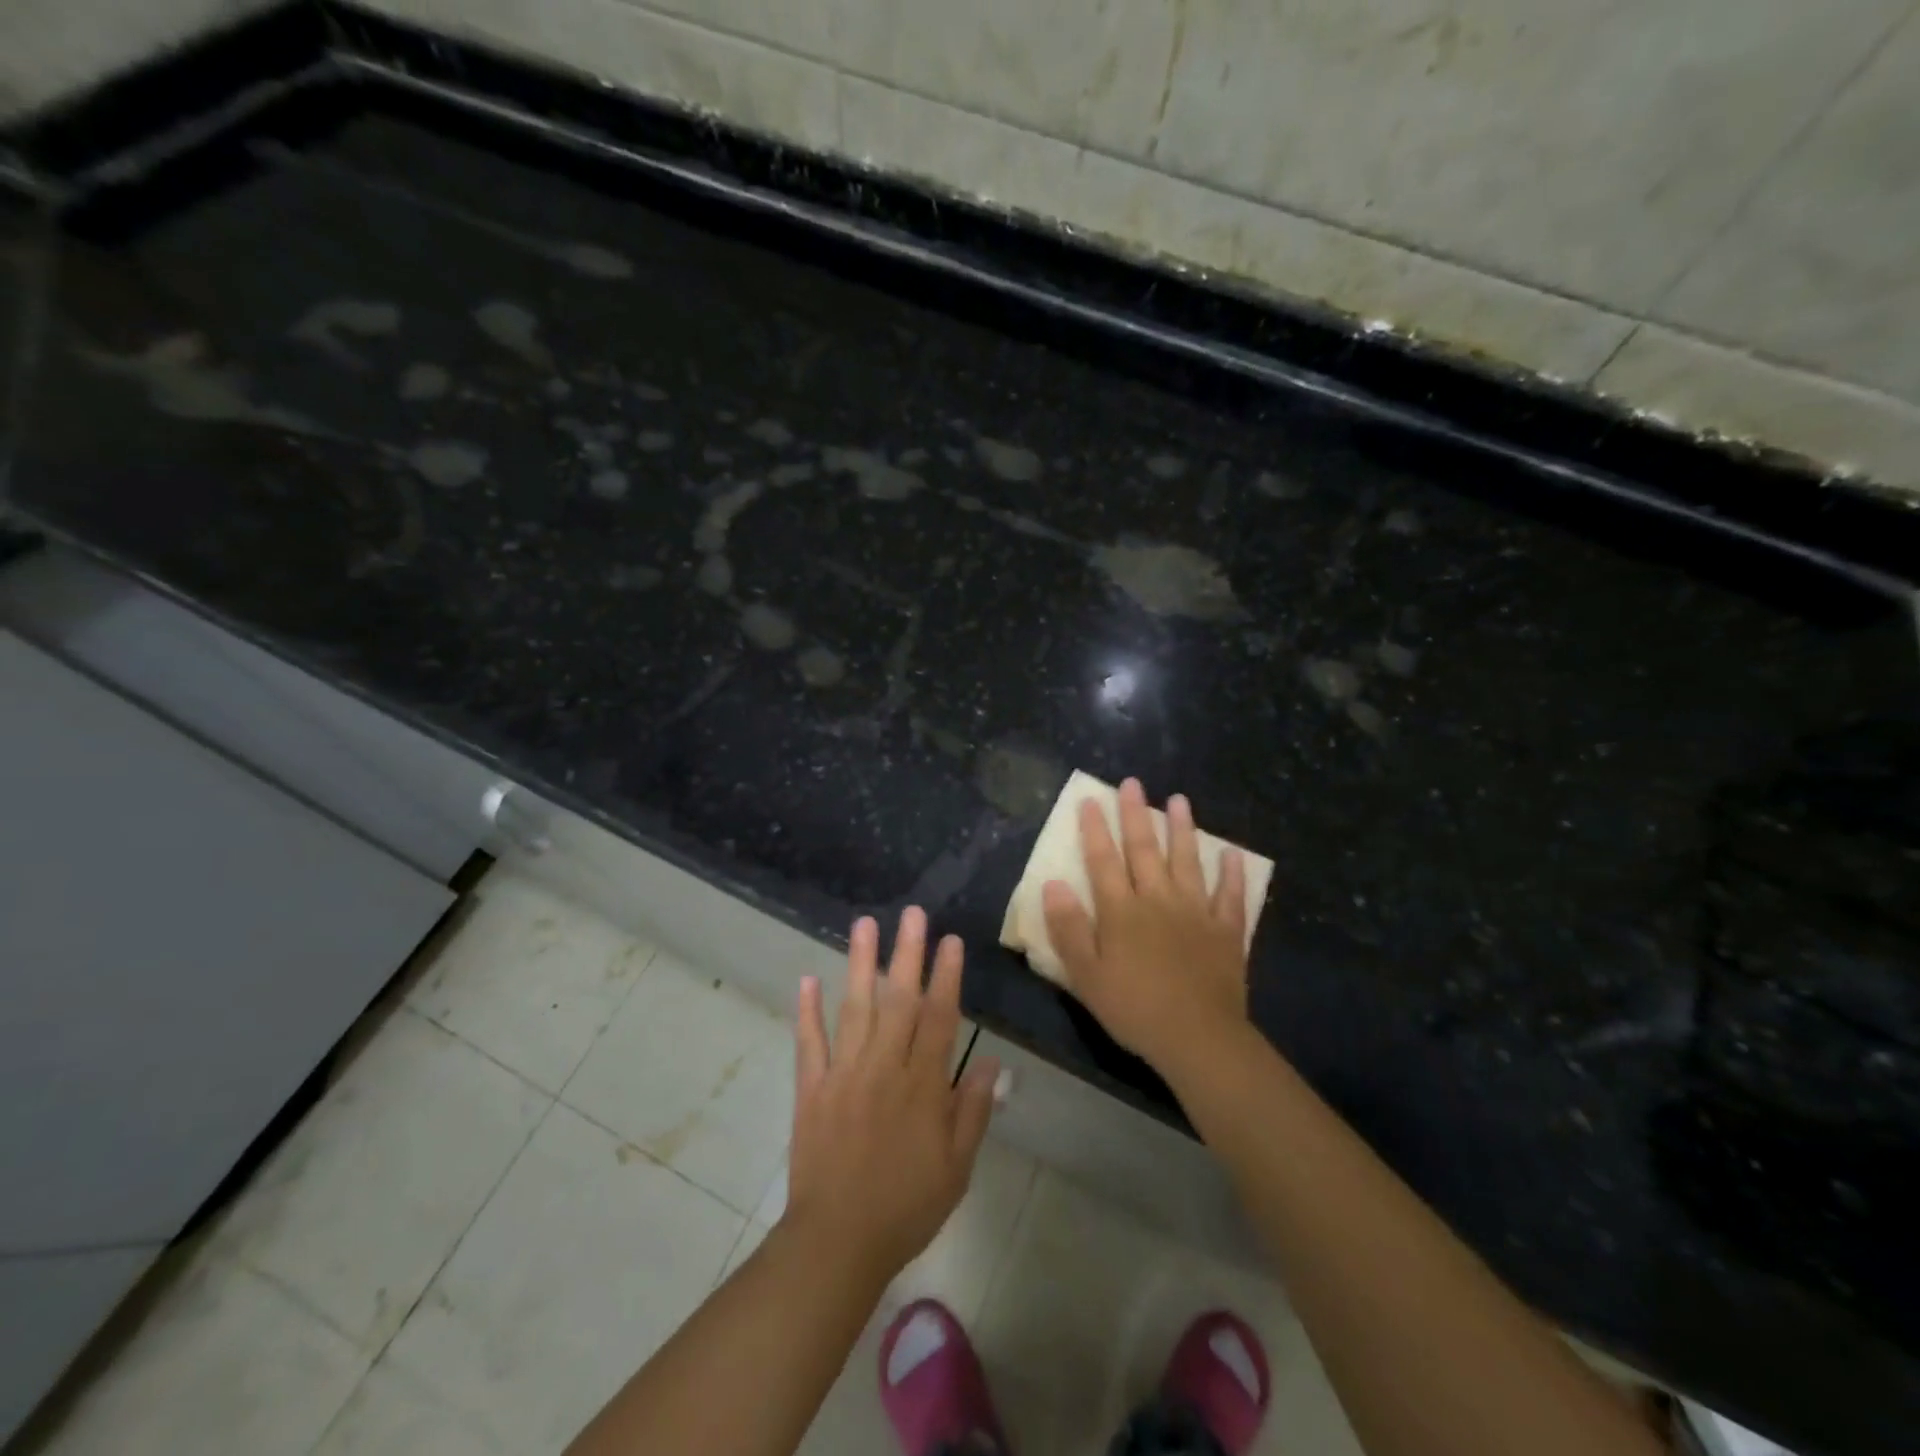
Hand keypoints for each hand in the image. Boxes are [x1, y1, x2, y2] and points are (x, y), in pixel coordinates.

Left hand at [782, 908, 998, 1288]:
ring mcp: (844, 1074)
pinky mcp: (812, 1089)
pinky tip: (807, 980)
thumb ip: (973, 1110)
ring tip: (863, 924)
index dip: (947, 977)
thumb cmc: (906, 1206)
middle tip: (911, 914)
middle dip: (907, 953)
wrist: (837, 1242)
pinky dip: (807, 1011)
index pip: (939, 1019)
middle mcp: (884, 1068)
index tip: (951, 940)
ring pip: (855, 1008)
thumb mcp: (956, 1167)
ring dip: (860, 964)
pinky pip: (809, 1043)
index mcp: (922, 1086)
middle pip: (899, 1001)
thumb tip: (990, 1062)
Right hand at [1042, 778, 1250, 1073]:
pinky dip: (1232, 874)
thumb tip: (1053, 883)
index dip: (1094, 829)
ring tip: (1180, 800)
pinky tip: (1233, 854)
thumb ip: (1068, 928)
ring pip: (1187, 861)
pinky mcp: (1226, 931)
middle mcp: (1158, 900)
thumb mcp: (1086, 974)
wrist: (1198, 1038)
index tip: (1089, 799)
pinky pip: (1230, 896)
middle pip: (1144, 850)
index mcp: (1121, 911)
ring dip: (1183, 829)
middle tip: (1134, 783)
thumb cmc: (1134, 1008)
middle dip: (1136, 814)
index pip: (1103, 860)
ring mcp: (1196, 912)